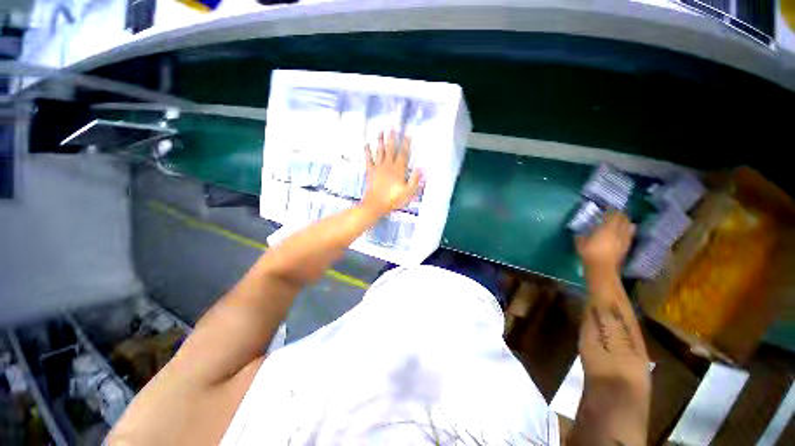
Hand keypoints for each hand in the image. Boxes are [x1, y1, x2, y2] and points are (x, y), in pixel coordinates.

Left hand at [361, 131, 422, 215]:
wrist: (376, 205)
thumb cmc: (393, 199)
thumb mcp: (408, 192)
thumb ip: (415, 180)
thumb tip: (422, 168)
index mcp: (398, 170)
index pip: (404, 154)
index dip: (406, 144)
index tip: (408, 133)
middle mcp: (388, 166)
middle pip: (391, 149)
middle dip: (392, 137)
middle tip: (392, 126)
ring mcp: (378, 168)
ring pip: (380, 151)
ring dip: (380, 140)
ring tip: (381, 130)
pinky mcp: (370, 172)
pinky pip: (368, 159)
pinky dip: (367, 151)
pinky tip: (366, 144)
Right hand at [576, 212, 635, 270]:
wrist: (602, 268)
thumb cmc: (589, 253)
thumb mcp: (580, 241)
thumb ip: (582, 234)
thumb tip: (580, 230)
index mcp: (607, 227)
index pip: (613, 214)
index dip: (611, 209)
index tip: (606, 207)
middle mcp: (619, 231)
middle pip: (623, 219)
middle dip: (620, 214)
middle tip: (614, 212)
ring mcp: (625, 239)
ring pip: (629, 226)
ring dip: (626, 222)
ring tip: (621, 221)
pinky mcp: (627, 247)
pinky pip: (629, 235)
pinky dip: (628, 230)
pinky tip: (624, 232)